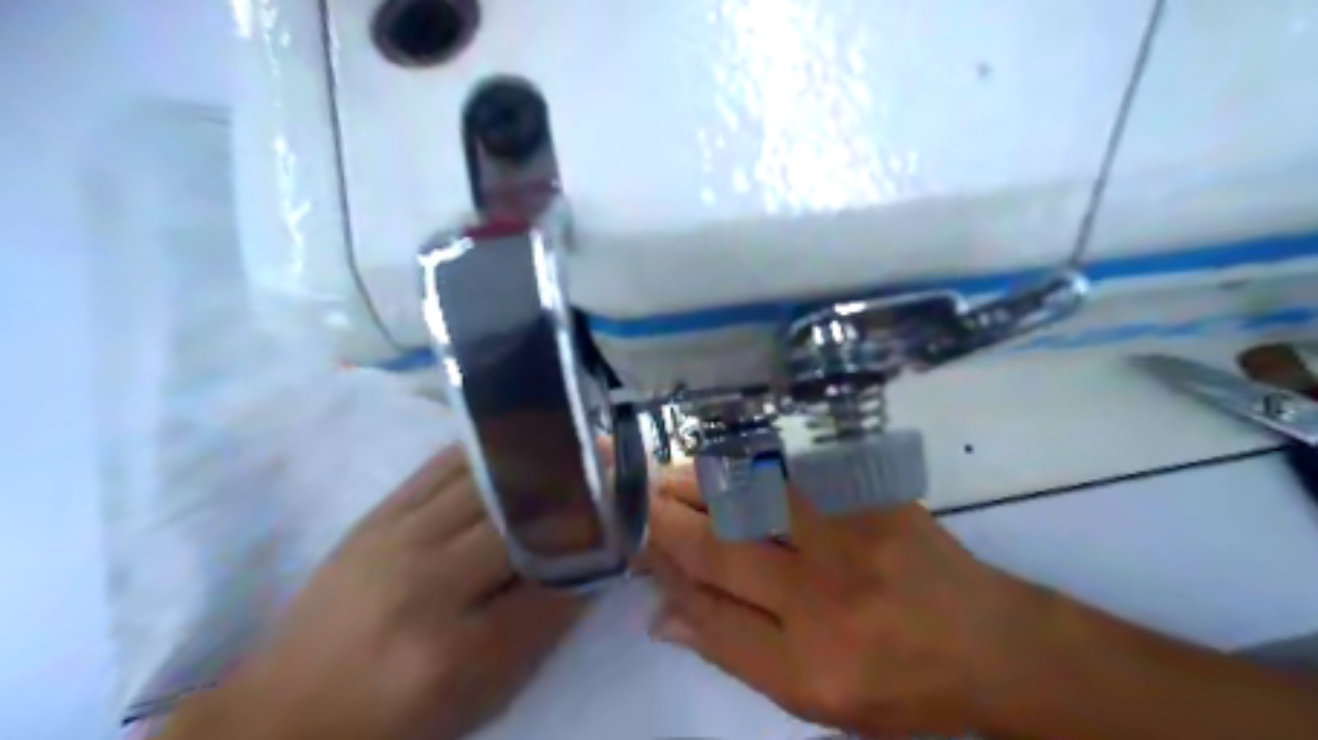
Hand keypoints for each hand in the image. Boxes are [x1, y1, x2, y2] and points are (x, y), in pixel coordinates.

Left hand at [162, 445, 579, 738]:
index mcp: (456, 648)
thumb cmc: (395, 714)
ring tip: (574, 436)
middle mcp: (426, 583)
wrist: (287, 711)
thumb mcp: (482, 693)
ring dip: (537, 456)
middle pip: (521, 516)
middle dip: (576, 486)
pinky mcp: (377, 515)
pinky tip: (514, 436)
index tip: (631, 512)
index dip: (599, 542)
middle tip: (613, 458)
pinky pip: (441, 466)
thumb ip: (542, 627)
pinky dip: (487, 448)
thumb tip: (592, 565)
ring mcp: (395, 539)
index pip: (554, 580)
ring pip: (484, 480)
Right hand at [647, 471, 1050, 736]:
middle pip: (721, 549)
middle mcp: (826, 602)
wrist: (989, 643)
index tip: (635, 546)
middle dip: (665, 520)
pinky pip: (796, 473)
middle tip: (632, 496)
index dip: (664, 572)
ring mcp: (854, 540)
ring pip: (752, 499)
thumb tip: (658, 616)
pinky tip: (723, 465)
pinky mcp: (875, 499)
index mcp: (809, 669)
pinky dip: (749, 467)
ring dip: (700, 483)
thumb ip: (733, 652)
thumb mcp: (813, 699)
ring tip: (665, 475)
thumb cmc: (897, 684)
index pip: (708, 612)